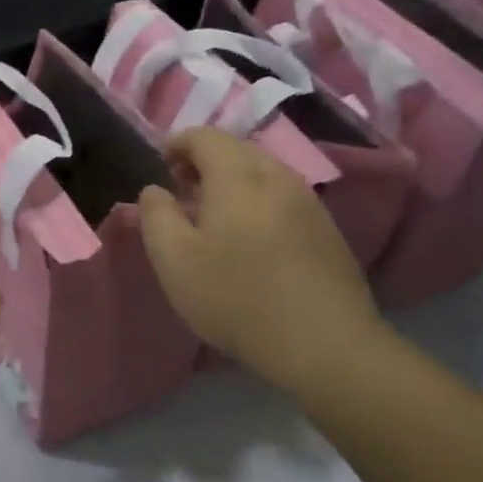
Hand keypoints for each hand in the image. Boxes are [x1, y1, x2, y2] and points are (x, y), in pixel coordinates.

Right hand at [138, 127, 394, 400]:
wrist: (325, 345)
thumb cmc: (237, 298)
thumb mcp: (174, 261)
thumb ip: (156, 216)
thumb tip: (155, 190)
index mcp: (238, 177)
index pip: (206, 136)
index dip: (178, 143)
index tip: (160, 166)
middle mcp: (278, 178)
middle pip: (238, 149)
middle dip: (205, 160)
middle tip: (182, 190)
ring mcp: (309, 203)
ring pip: (264, 172)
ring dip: (233, 181)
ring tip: (213, 217)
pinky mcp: (327, 230)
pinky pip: (283, 197)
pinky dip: (257, 201)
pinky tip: (250, 240)